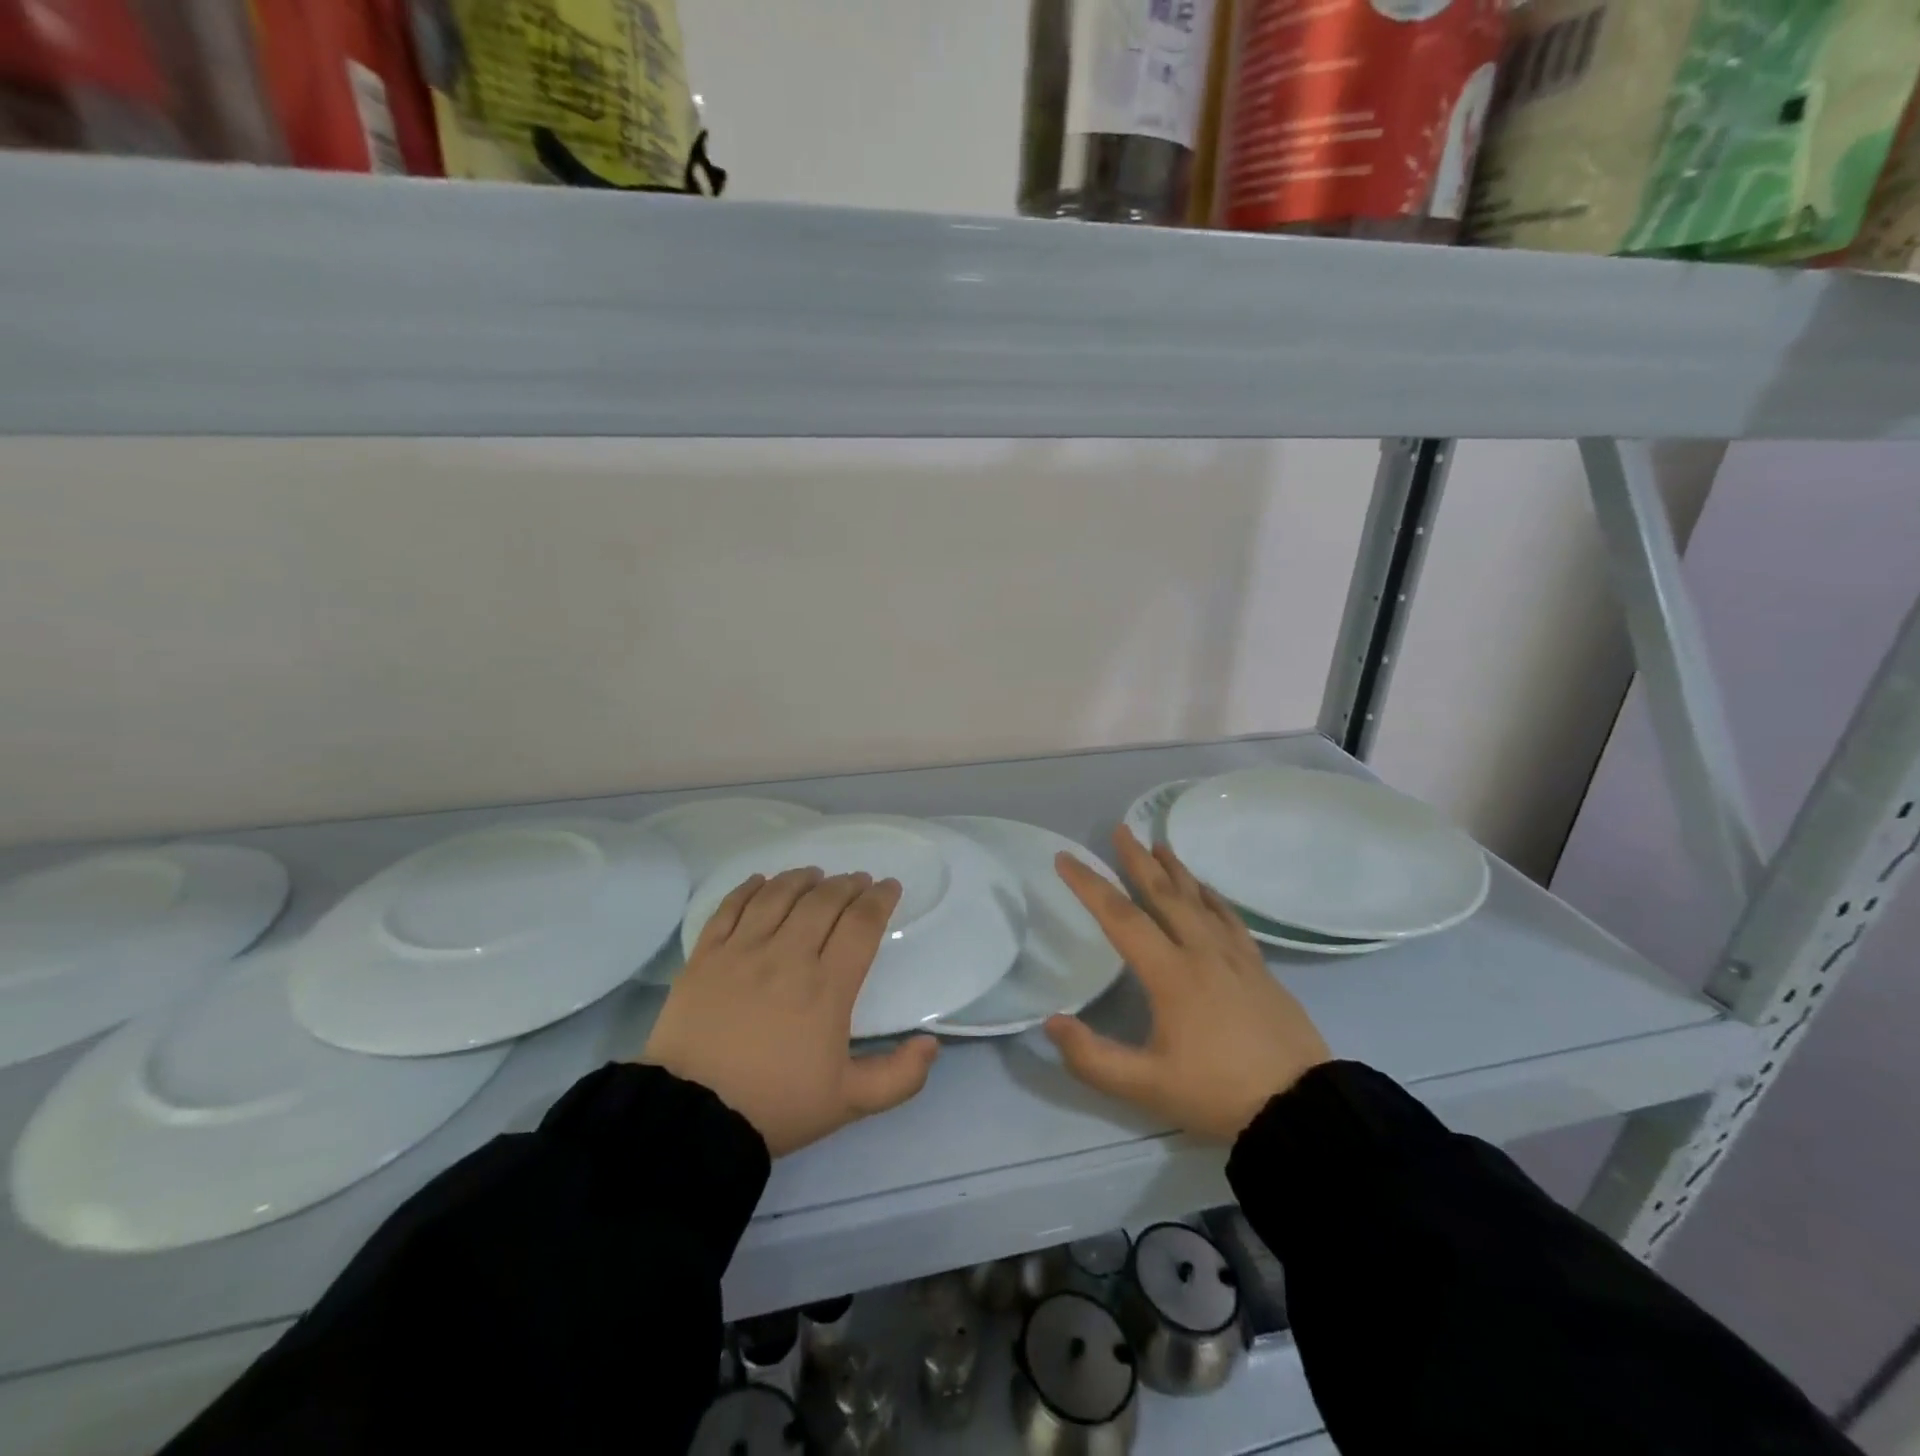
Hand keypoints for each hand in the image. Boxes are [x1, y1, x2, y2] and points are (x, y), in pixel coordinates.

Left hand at [641, 869, 938, 1156]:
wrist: (691, 1118)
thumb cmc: (775, 1106)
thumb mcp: (848, 1103)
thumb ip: (899, 1076)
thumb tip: (932, 1043)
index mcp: (827, 987)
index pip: (861, 924)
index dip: (879, 899)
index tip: (889, 887)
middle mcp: (787, 956)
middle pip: (823, 901)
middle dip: (847, 884)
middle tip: (857, 881)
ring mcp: (742, 951)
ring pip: (778, 895)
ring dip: (803, 879)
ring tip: (815, 875)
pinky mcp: (705, 956)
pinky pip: (730, 907)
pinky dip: (750, 888)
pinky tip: (762, 881)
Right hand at [1046, 827, 1329, 1141]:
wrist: (1303, 1109)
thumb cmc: (1218, 1094)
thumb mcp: (1147, 1088)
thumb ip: (1092, 1057)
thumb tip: (1051, 1022)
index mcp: (1171, 974)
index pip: (1120, 918)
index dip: (1089, 885)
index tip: (1065, 859)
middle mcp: (1202, 952)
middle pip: (1164, 894)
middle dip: (1138, 860)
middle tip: (1121, 829)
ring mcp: (1235, 957)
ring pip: (1199, 900)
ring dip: (1176, 870)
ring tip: (1159, 844)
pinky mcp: (1259, 969)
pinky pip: (1230, 919)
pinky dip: (1213, 897)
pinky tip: (1207, 890)